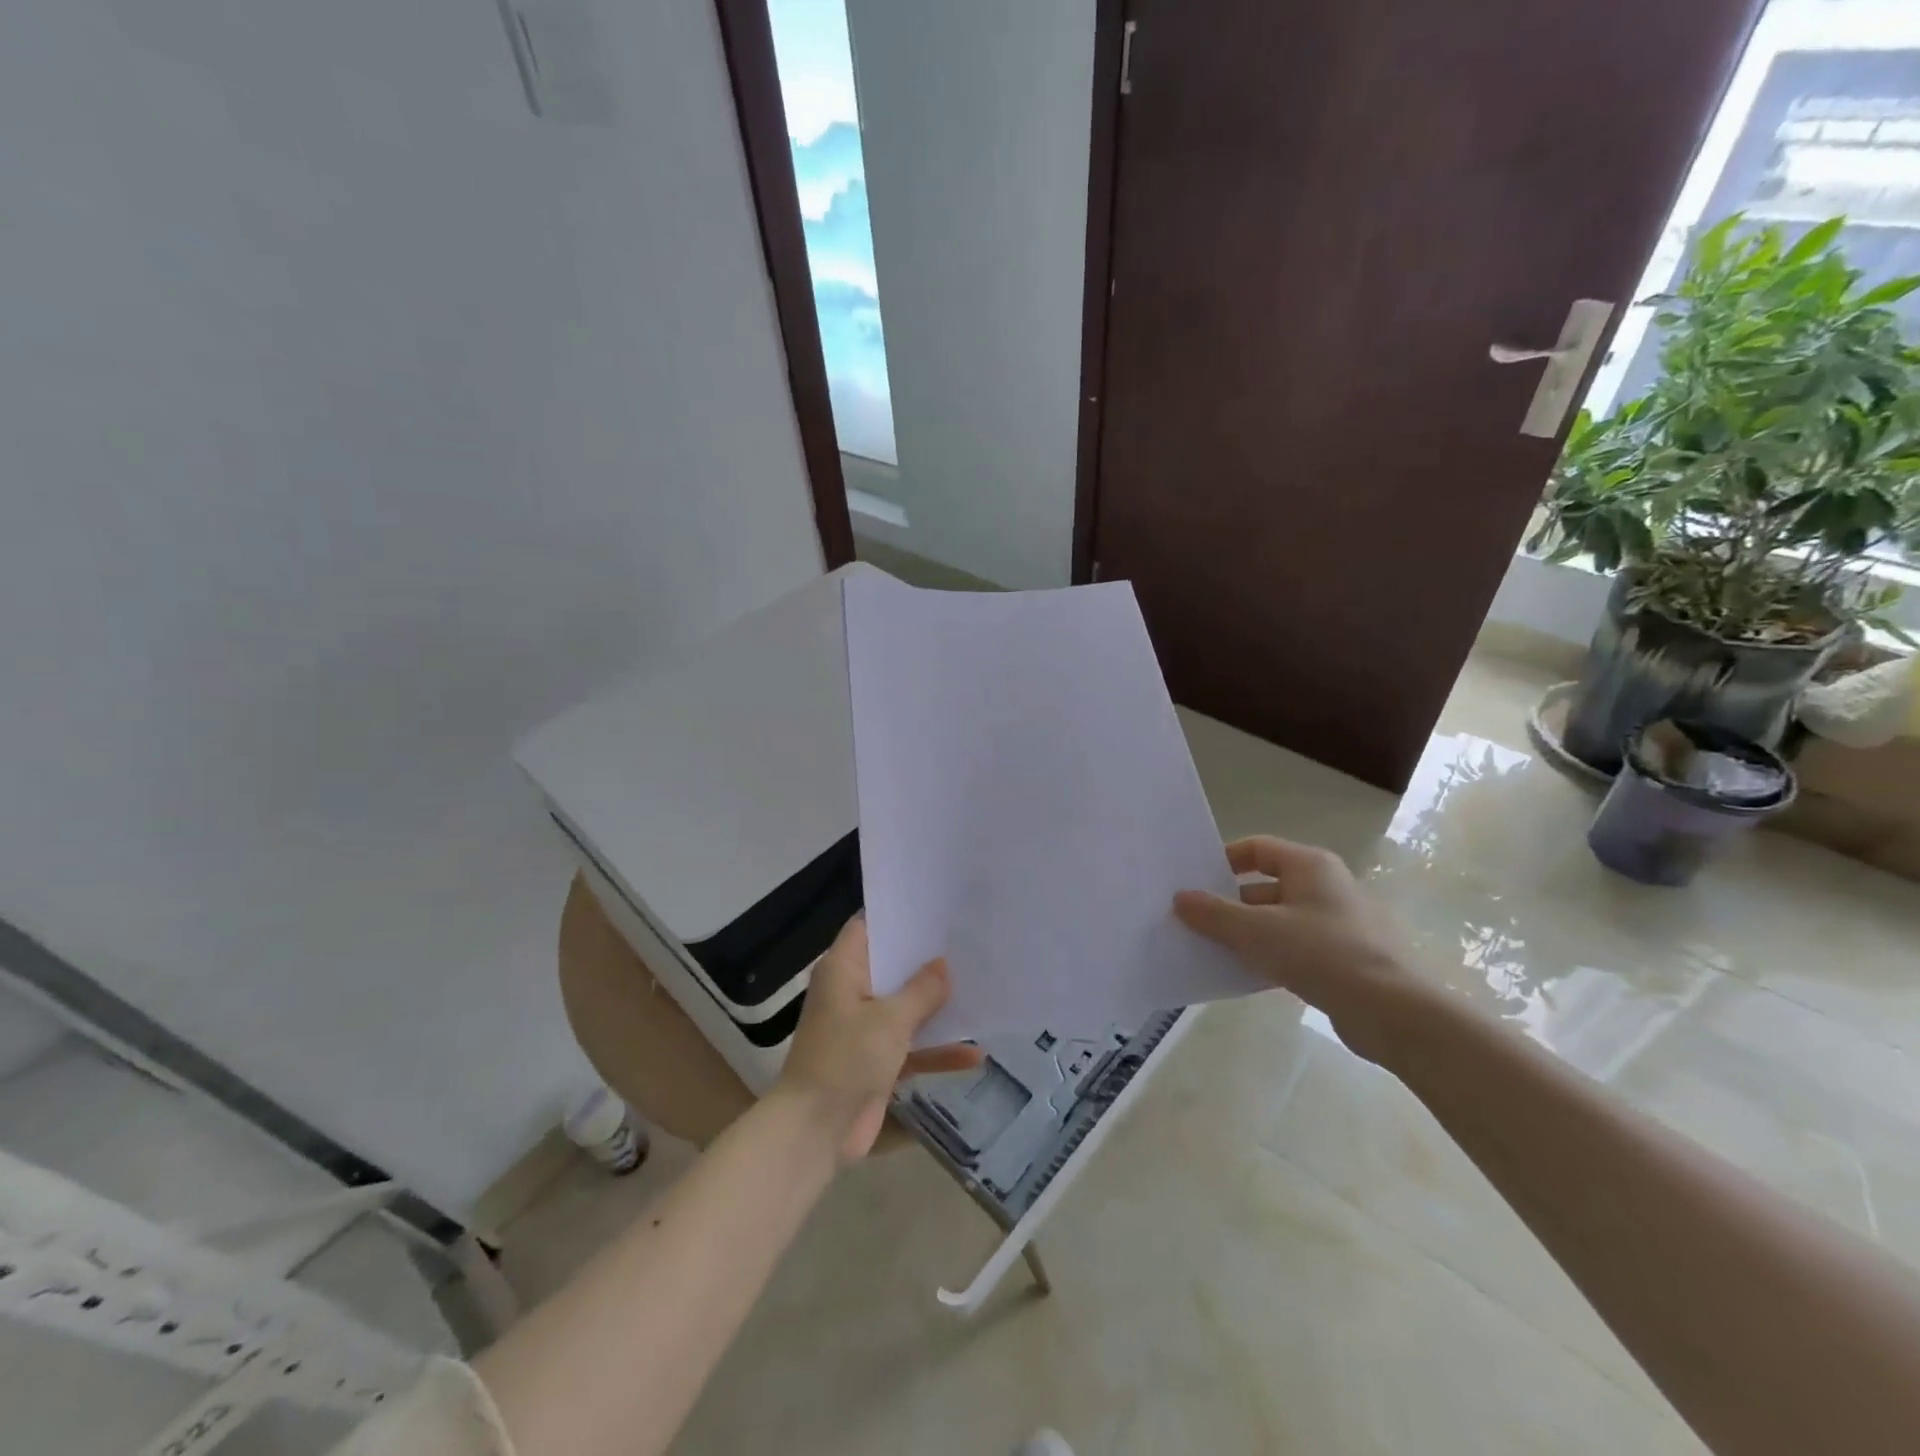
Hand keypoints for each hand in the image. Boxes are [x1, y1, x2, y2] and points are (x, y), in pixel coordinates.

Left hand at [776, 916, 983, 1162]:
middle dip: (928, 960)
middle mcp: (852, 992)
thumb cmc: (846, 1059)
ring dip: (937, 1005)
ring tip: (981, 988)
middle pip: (893, 966)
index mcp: (844, 970)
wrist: (815, 1131)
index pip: (868, 926)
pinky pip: (911, 1046)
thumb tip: (944, 964)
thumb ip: (921, 990)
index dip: (898, 915)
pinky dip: (936, 1049)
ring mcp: (864, 1028)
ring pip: (906, 1007)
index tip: (935, 908)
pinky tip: (976, 1053)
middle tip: (969, 942)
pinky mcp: (876, 1061)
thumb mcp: (890, 1020)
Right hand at [1174, 835, 1421, 1063]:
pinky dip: (1269, 956)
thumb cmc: (1321, 953)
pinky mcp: (1344, 959)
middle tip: (1194, 921)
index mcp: (1309, 866)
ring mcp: (1338, 924)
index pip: (1257, 848)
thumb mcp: (1256, 931)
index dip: (1224, 860)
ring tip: (1211, 950)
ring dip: (1246, 933)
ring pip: (1278, 920)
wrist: (1392, 1011)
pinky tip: (1245, 975)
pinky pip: (1295, 948)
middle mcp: (1326, 886)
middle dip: (1229, 904)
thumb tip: (1181, 898)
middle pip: (1265, 886)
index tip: (1195, 881)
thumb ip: (1214, 914)